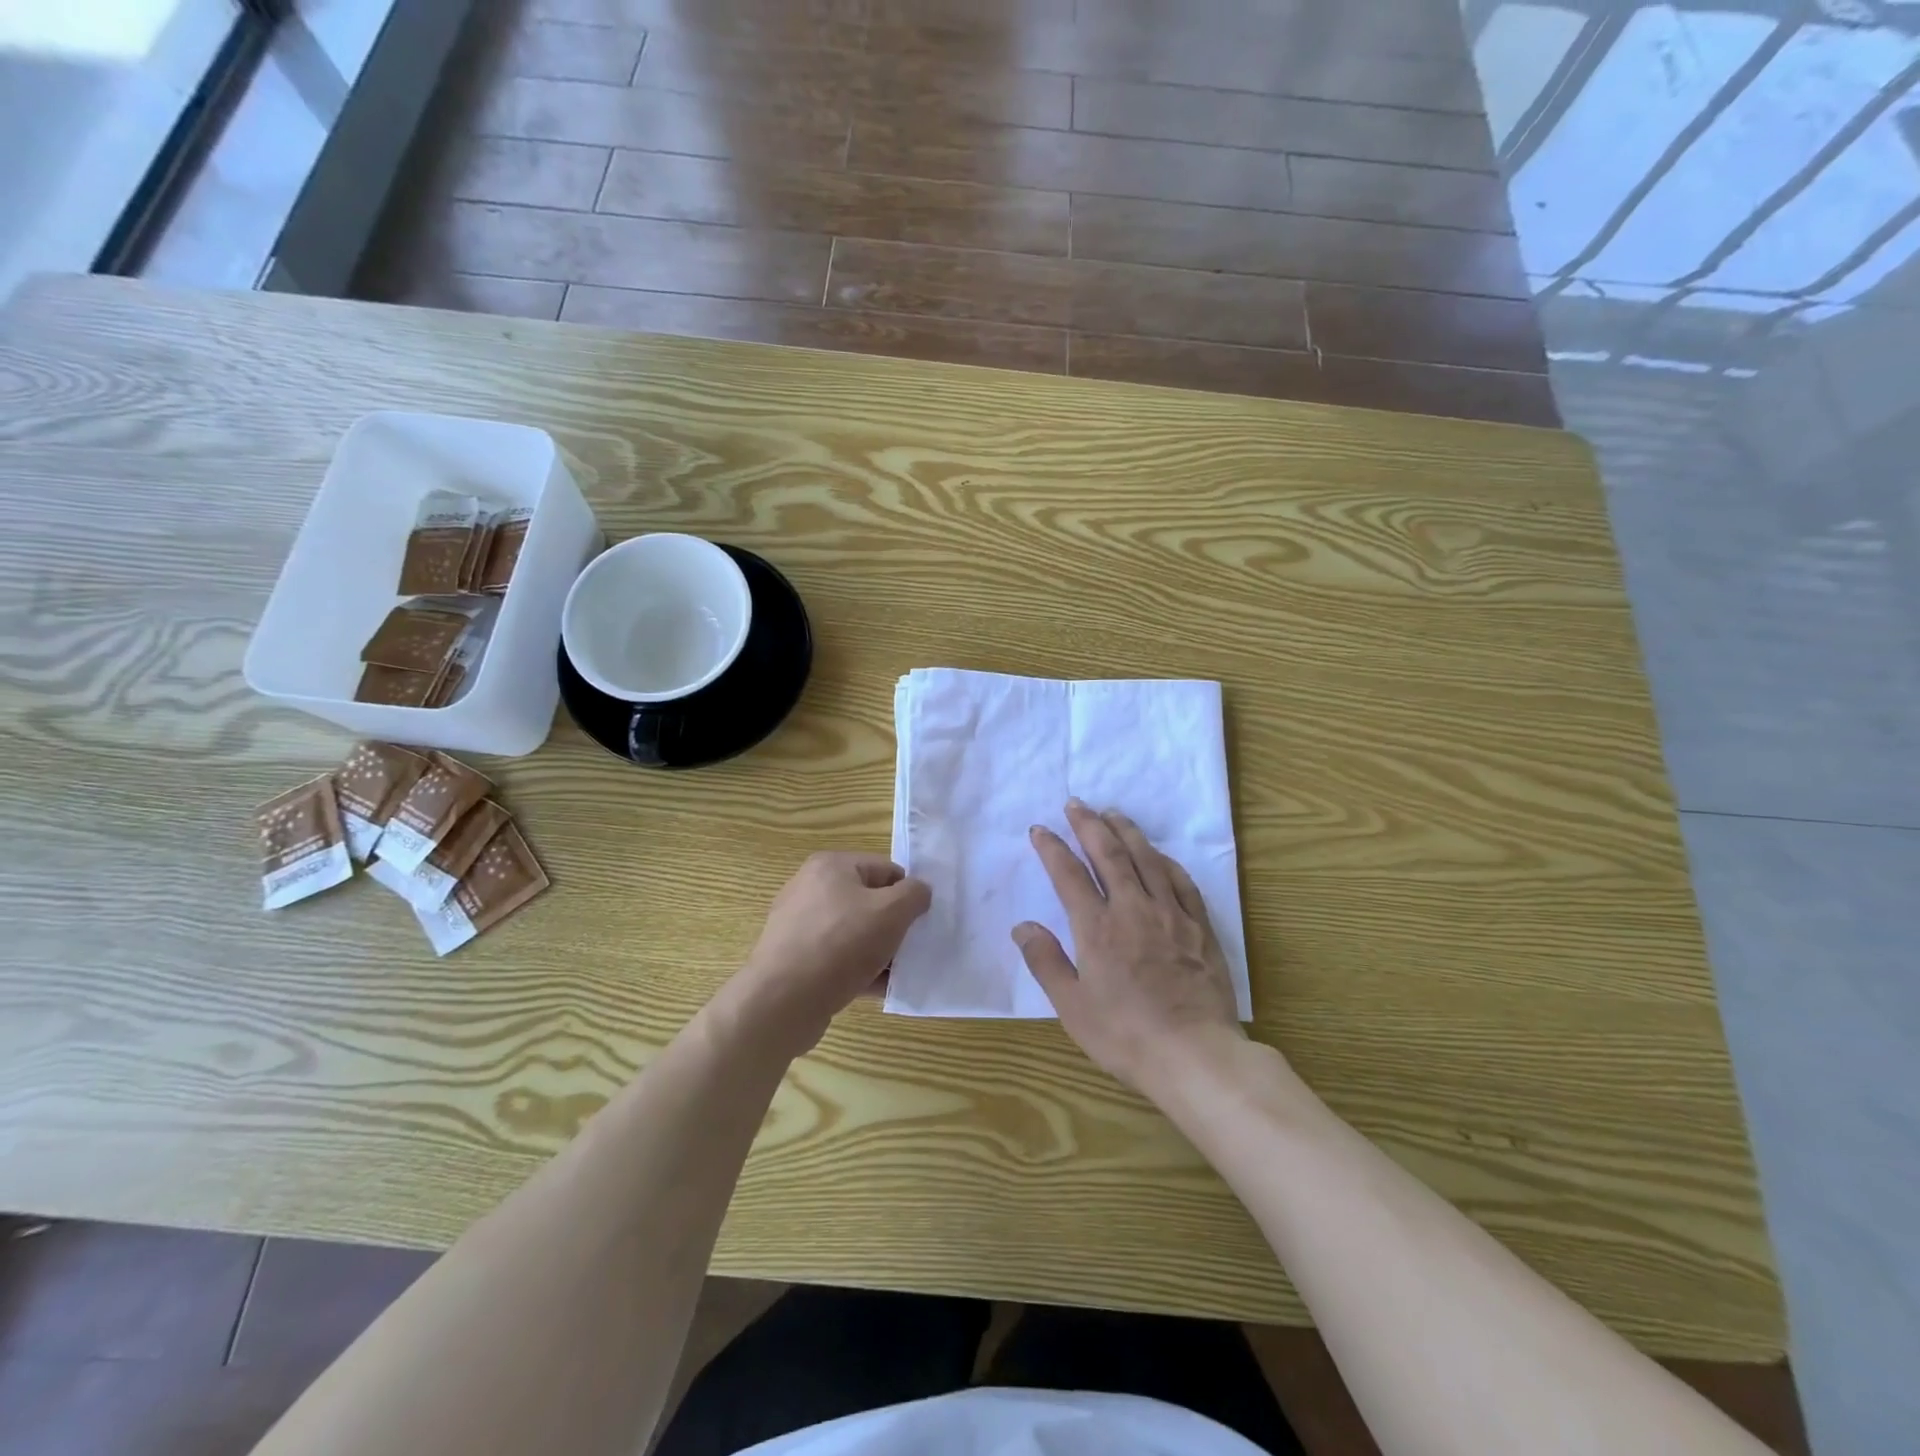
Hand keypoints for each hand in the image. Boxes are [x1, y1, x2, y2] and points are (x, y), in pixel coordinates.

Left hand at [729, 852, 931, 1056]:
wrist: (783, 1001)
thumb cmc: (841, 945)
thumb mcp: (891, 912)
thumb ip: (915, 894)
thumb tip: (919, 892)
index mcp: (831, 866)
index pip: (885, 870)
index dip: (908, 894)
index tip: (922, 921)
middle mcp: (810, 889)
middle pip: (869, 901)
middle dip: (893, 925)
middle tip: (911, 948)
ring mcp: (799, 925)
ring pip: (854, 933)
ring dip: (879, 951)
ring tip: (897, 972)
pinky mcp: (795, 959)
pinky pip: (837, 958)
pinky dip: (859, 970)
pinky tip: (878, 989)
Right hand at [1014, 801, 1244, 1093]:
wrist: (1194, 1055)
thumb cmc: (1125, 1035)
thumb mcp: (1072, 1007)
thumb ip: (1046, 961)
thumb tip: (1023, 926)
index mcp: (1097, 928)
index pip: (1069, 875)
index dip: (1052, 848)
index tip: (1040, 830)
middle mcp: (1133, 909)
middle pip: (1109, 854)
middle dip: (1089, 825)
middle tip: (1076, 803)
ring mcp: (1171, 915)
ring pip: (1146, 859)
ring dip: (1127, 831)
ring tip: (1112, 813)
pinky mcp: (1199, 927)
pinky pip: (1181, 881)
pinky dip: (1164, 860)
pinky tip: (1158, 853)